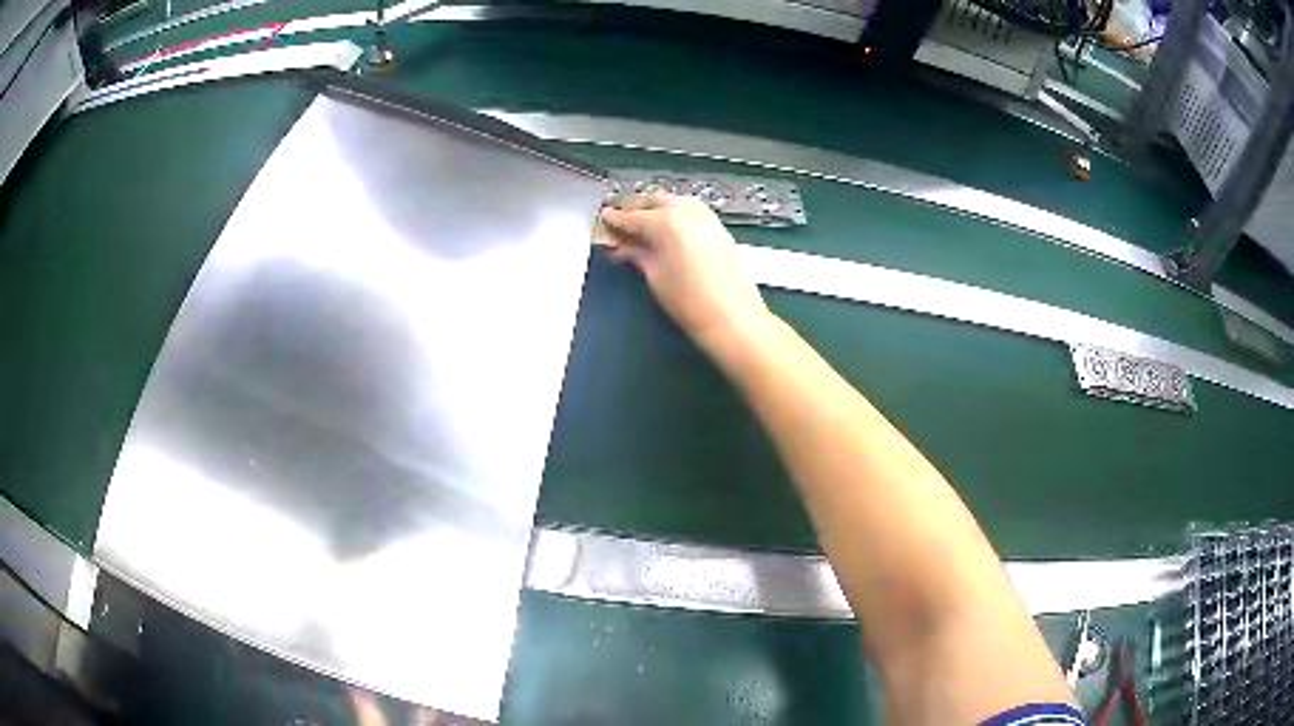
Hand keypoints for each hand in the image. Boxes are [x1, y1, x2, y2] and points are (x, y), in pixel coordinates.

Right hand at [597, 194, 772, 351]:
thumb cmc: (688, 300)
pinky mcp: (717, 225)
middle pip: (653, 202)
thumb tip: (624, 247)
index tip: (604, 219)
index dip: (614, 219)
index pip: (631, 216)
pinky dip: (673, 215)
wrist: (732, 316)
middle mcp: (685, 210)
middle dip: (634, 209)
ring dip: (655, 210)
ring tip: (641, 227)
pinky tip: (665, 231)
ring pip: (672, 203)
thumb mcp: (654, 276)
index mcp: (665, 221)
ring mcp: (704, 215)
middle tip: (619, 223)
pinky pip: (689, 211)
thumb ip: (637, 254)